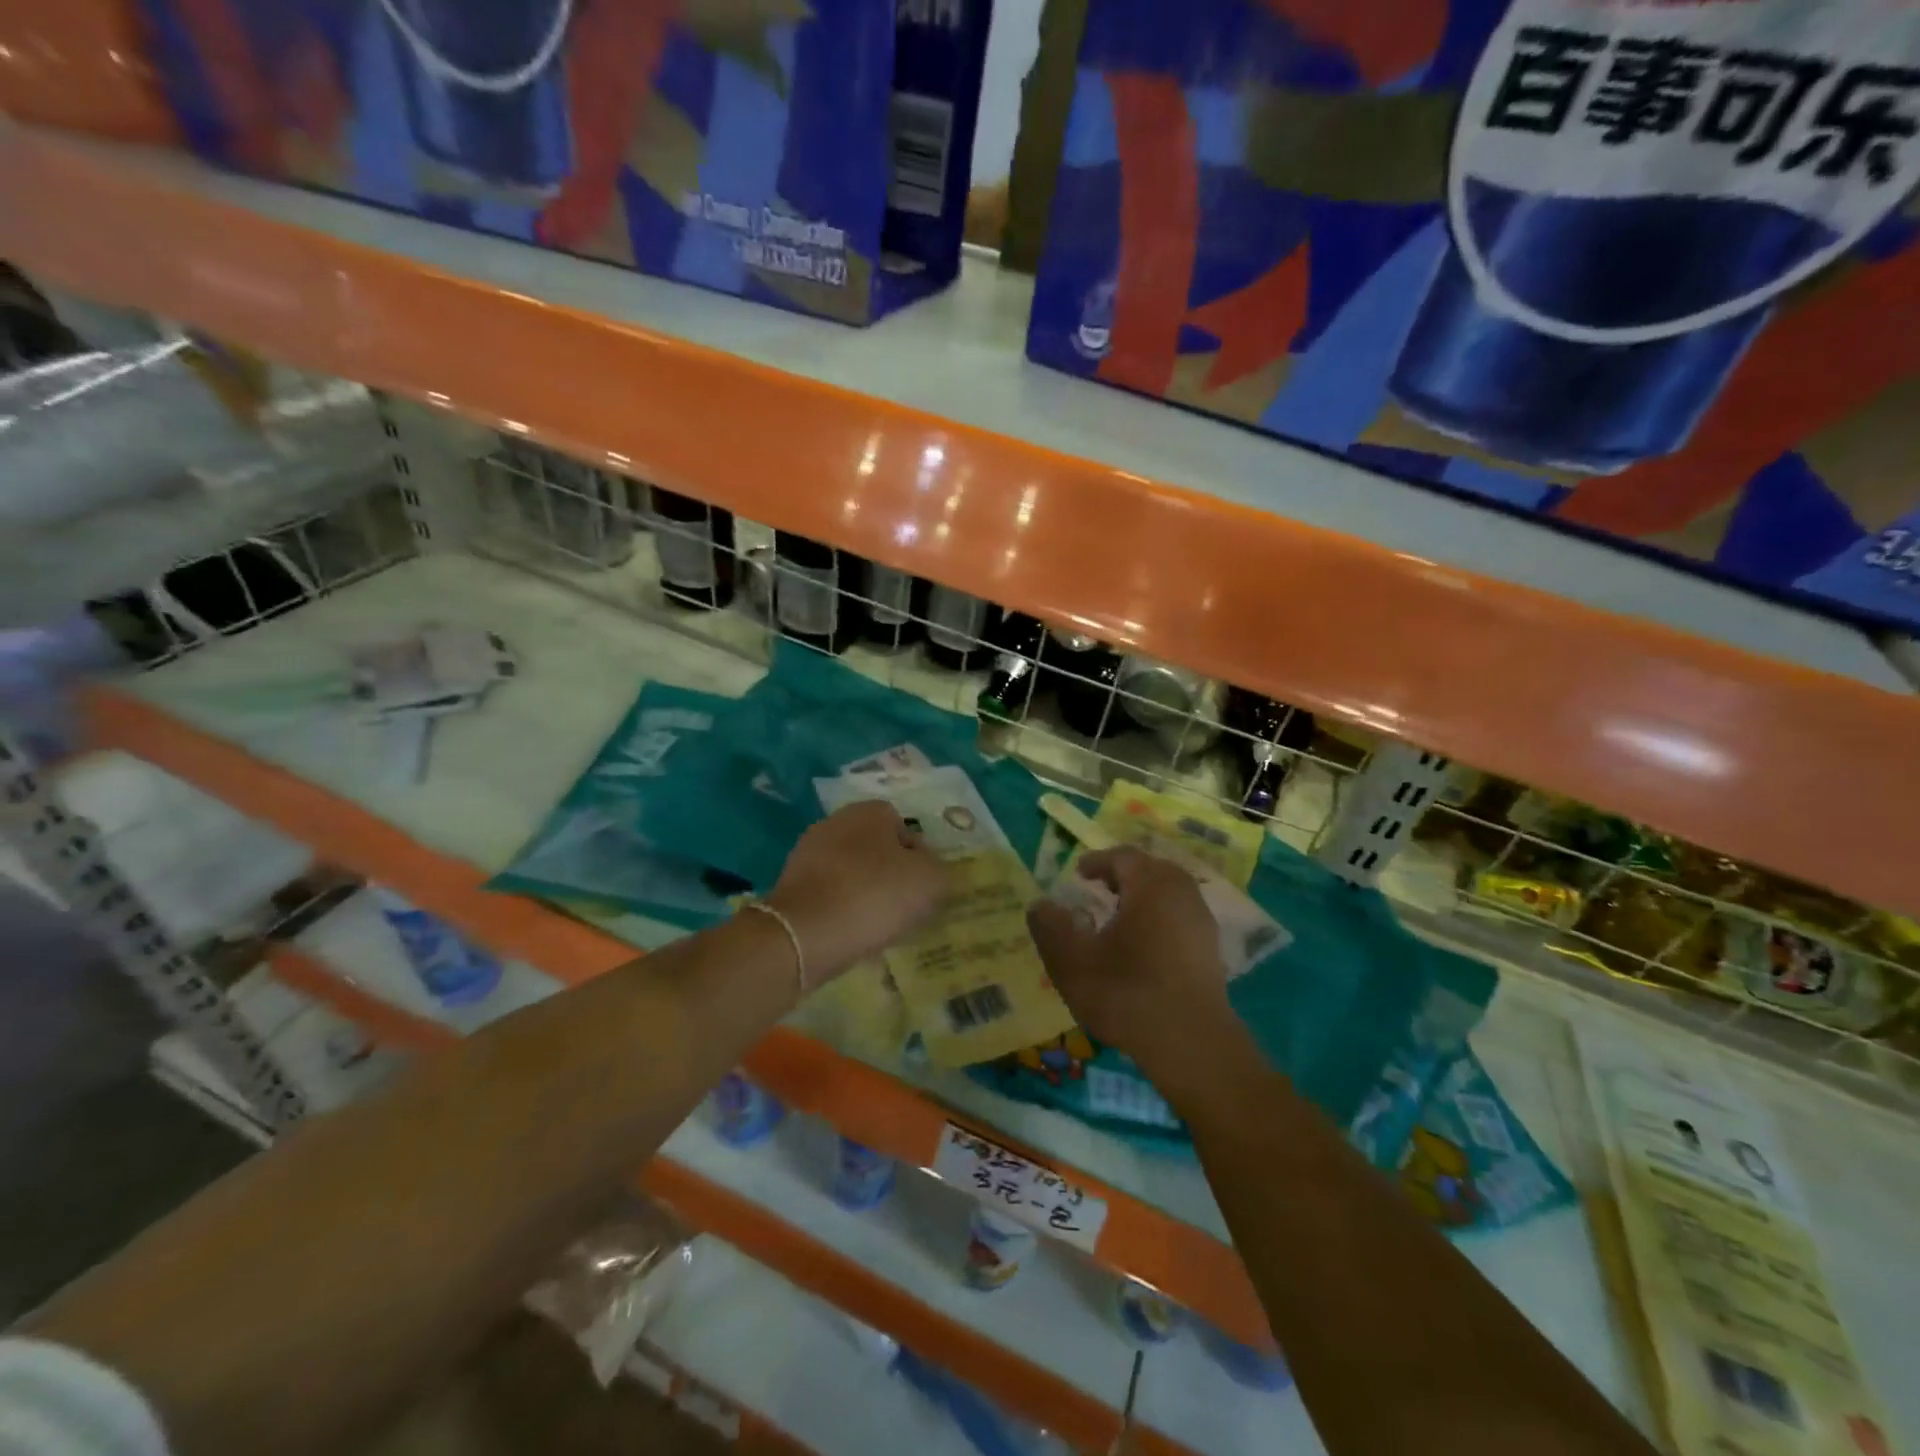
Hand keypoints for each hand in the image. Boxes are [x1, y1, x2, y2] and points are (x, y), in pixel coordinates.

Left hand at [768, 801, 949, 982]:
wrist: (805, 934)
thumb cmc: (874, 895)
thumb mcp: (929, 882)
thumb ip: (938, 870)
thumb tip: (927, 870)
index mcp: (870, 811)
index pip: (904, 827)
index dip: (918, 857)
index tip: (923, 887)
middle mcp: (836, 822)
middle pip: (875, 848)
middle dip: (890, 874)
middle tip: (904, 907)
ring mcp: (808, 852)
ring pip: (851, 872)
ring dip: (865, 893)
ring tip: (878, 926)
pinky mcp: (790, 884)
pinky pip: (829, 894)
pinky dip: (841, 910)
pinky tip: (850, 933)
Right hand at [1027, 847, 1236, 1098]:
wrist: (1191, 1044)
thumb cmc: (1127, 992)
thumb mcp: (1072, 960)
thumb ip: (1050, 926)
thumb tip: (1041, 904)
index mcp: (1151, 884)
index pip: (1122, 857)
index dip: (1097, 862)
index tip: (1077, 875)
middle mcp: (1182, 893)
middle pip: (1150, 871)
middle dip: (1122, 877)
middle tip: (1097, 891)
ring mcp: (1202, 922)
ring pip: (1168, 895)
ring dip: (1142, 900)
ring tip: (1117, 920)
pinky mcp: (1211, 951)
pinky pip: (1179, 920)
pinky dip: (1158, 922)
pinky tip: (1142, 949)